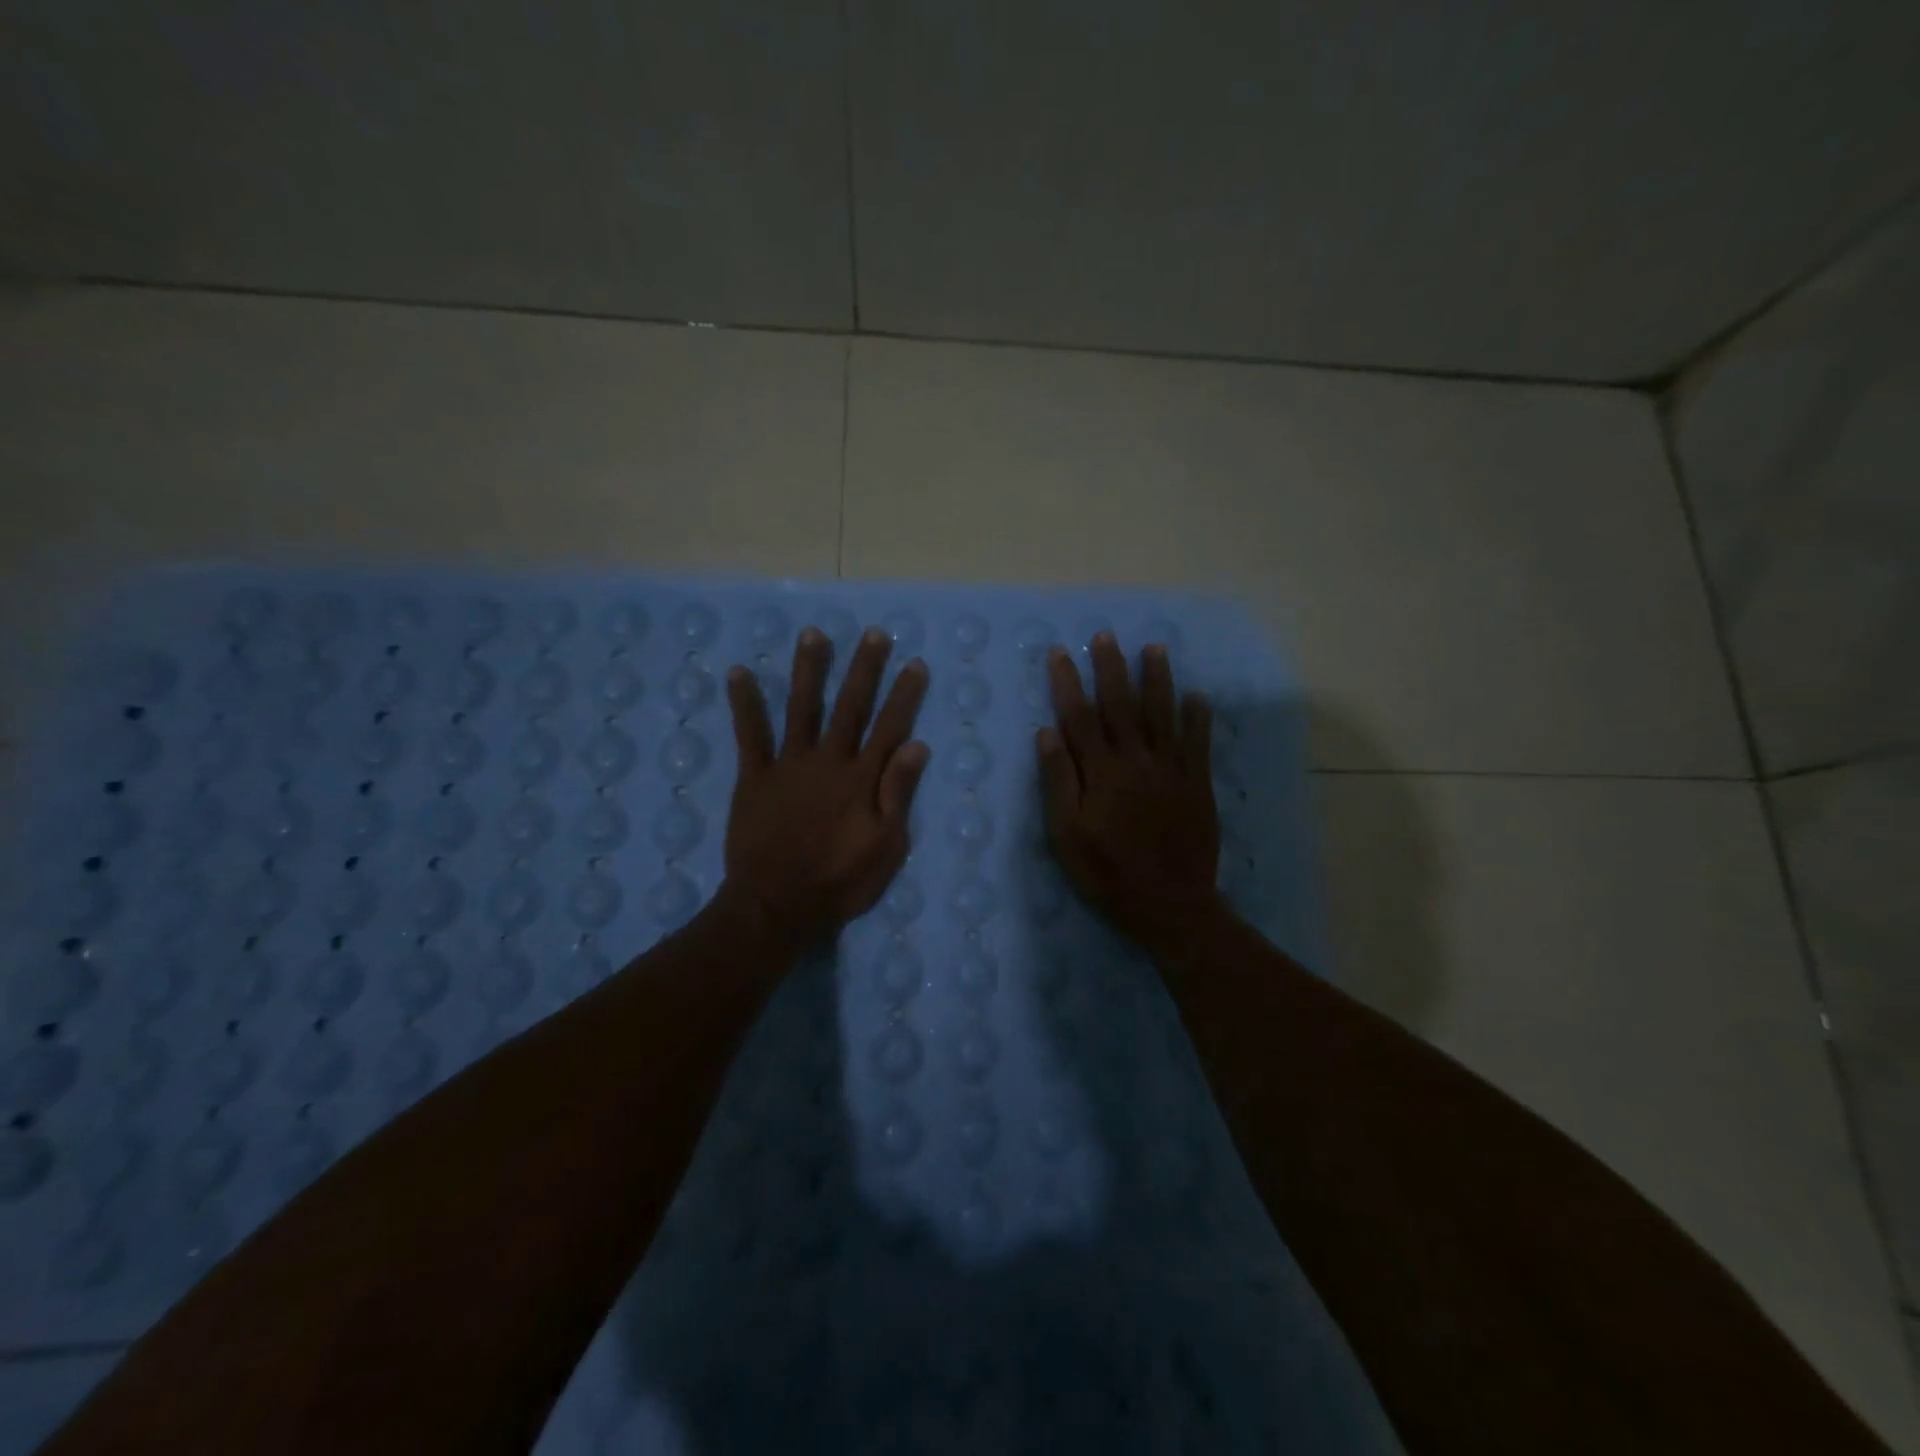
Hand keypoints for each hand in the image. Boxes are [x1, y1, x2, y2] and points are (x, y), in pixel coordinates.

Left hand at [720, 625, 930, 948]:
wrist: (778, 905)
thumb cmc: (840, 882)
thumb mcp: (887, 846)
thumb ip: (898, 793)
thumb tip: (917, 745)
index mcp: (862, 779)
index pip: (890, 728)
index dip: (904, 695)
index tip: (914, 664)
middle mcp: (828, 761)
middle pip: (850, 707)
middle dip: (863, 669)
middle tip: (872, 634)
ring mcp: (789, 765)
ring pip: (801, 708)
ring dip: (808, 670)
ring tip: (812, 634)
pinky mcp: (755, 777)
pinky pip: (749, 735)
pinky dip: (744, 703)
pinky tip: (737, 672)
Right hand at [1037, 633, 1223, 955]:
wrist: (1169, 903)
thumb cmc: (1107, 871)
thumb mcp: (1067, 834)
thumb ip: (1059, 781)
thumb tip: (1047, 732)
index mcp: (1101, 771)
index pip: (1079, 716)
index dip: (1068, 682)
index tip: (1061, 653)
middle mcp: (1136, 760)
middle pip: (1121, 705)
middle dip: (1111, 668)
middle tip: (1105, 636)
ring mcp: (1171, 770)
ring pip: (1162, 714)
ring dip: (1157, 679)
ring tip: (1154, 649)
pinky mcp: (1197, 784)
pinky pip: (1198, 743)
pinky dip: (1197, 717)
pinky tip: (1198, 695)